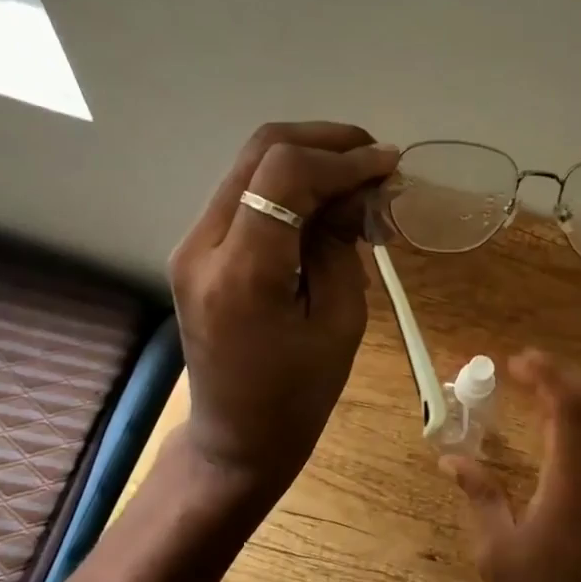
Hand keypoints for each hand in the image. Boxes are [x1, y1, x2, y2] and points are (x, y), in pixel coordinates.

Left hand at [169, 122, 398, 510]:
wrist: (235, 439)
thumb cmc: (297, 397)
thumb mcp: (340, 322)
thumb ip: (343, 246)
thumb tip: (356, 191)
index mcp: (242, 273)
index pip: (286, 174)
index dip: (344, 158)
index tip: (389, 164)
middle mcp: (202, 246)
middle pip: (260, 151)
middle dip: (325, 142)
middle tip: (375, 157)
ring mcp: (191, 245)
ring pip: (249, 164)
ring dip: (307, 159)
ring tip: (358, 175)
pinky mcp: (196, 251)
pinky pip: (244, 193)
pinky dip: (288, 184)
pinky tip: (325, 199)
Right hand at [441, 350, 580, 581]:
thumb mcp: (496, 547)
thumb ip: (479, 494)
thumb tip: (450, 458)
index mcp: (569, 480)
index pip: (567, 408)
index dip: (544, 376)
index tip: (512, 362)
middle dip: (561, 371)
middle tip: (522, 363)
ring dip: (568, 387)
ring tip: (528, 380)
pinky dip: (572, 409)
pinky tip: (543, 413)